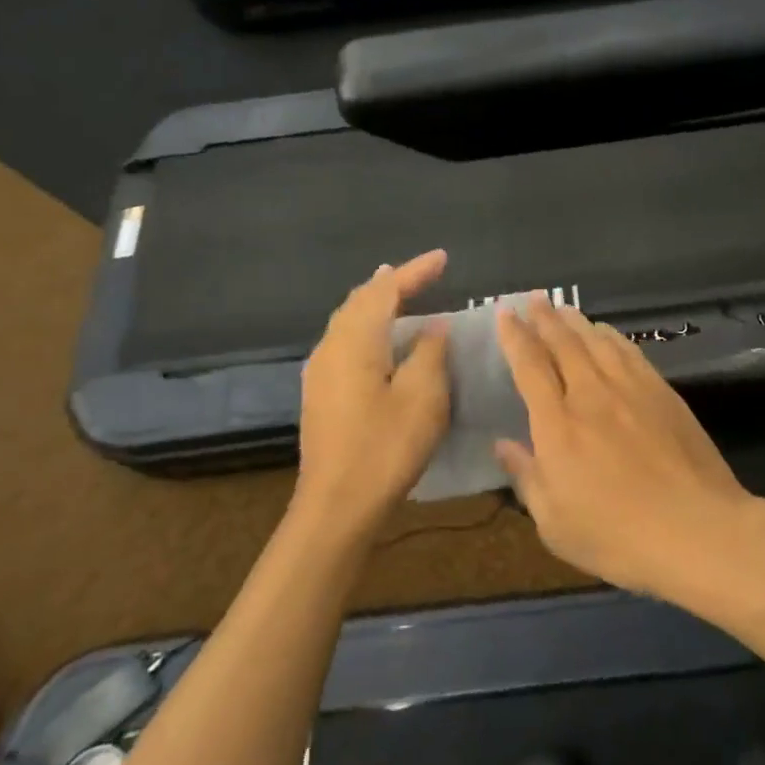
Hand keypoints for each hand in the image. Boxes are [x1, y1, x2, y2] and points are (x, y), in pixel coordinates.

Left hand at [296, 250, 450, 538]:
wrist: (336, 505)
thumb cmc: (386, 446)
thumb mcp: (424, 396)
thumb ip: (429, 352)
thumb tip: (432, 326)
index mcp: (355, 341)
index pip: (385, 291)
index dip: (415, 271)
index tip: (443, 258)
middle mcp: (331, 347)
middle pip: (360, 301)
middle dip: (392, 283)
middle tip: (422, 273)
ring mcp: (321, 372)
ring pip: (348, 321)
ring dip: (376, 303)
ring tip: (399, 293)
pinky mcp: (321, 394)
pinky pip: (345, 341)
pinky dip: (367, 326)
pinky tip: (380, 338)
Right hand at [495, 298, 754, 595]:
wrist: (696, 530)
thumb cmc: (617, 536)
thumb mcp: (555, 524)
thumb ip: (527, 478)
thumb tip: (503, 444)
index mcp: (557, 425)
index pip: (530, 366)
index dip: (515, 337)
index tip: (505, 313)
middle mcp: (591, 395)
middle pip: (563, 343)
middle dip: (544, 318)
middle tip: (533, 299)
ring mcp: (630, 389)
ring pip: (597, 341)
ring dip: (576, 321)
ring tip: (563, 308)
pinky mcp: (662, 392)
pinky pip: (629, 351)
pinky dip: (612, 336)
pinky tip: (607, 332)